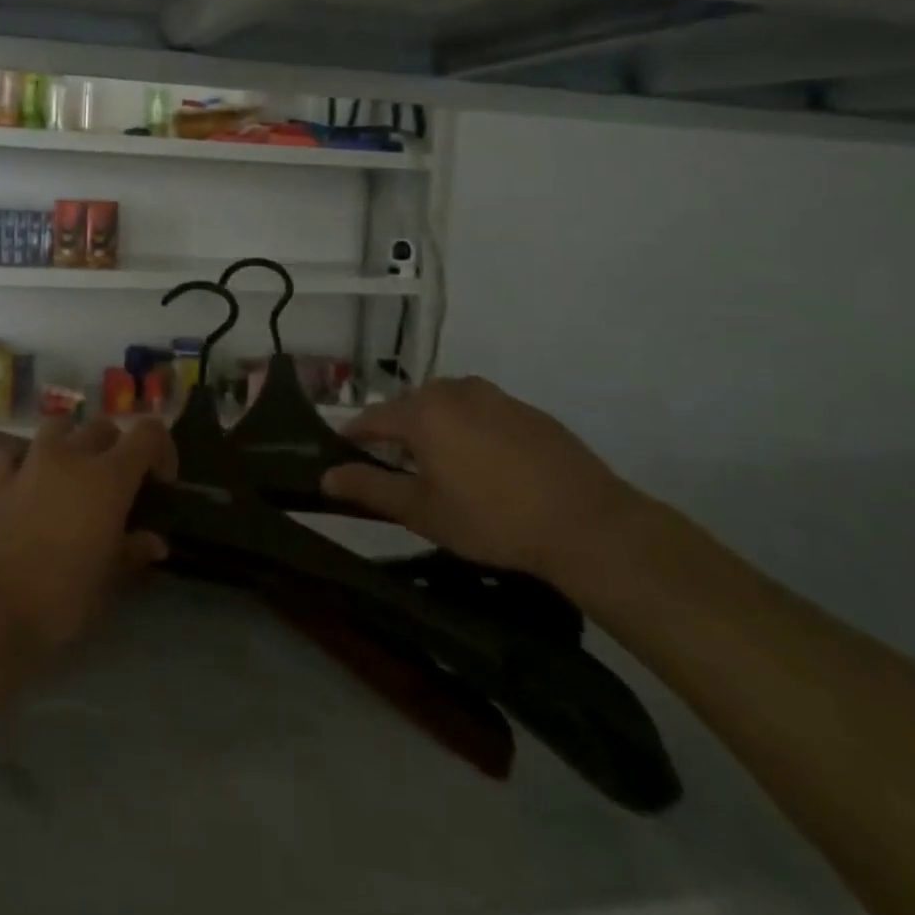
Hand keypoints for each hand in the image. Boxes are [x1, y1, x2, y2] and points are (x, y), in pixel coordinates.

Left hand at [0, 416, 175, 660]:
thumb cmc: (61, 599)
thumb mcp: (110, 583)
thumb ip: (133, 553)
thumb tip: (153, 541)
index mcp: (109, 477)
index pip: (148, 433)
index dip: (161, 449)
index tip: (160, 483)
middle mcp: (71, 457)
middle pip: (102, 426)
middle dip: (116, 446)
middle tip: (117, 486)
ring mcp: (29, 465)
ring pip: (56, 427)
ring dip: (69, 441)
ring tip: (71, 474)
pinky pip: (7, 454)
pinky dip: (16, 462)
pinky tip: (20, 483)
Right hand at [324, 377, 640, 579]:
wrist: (588, 524)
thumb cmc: (492, 519)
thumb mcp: (422, 511)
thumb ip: (369, 487)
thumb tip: (326, 476)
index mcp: (421, 412)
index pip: (371, 419)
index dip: (353, 438)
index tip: (344, 456)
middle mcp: (453, 391)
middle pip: (409, 408)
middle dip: (397, 435)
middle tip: (400, 473)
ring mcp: (494, 396)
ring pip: (447, 407)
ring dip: (436, 430)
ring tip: (445, 469)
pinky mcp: (527, 410)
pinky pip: (482, 413)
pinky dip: (471, 432)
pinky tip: (488, 468)